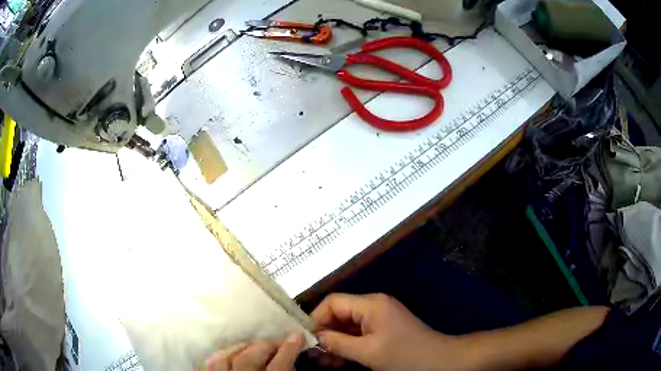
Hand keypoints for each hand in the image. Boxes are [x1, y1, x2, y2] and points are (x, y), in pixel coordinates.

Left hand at [203, 332, 303, 370]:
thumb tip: (295, 361)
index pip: (279, 365)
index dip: (289, 348)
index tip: (298, 335)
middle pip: (250, 357)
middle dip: (265, 345)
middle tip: (275, 342)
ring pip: (225, 357)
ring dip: (240, 348)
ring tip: (251, 345)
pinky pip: (207, 363)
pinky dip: (218, 356)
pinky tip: (225, 353)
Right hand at [311, 294, 466, 370]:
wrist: (439, 361)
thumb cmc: (404, 355)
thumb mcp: (367, 351)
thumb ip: (337, 343)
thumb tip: (313, 337)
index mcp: (371, 304)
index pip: (333, 302)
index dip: (316, 318)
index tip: (305, 338)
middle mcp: (373, 305)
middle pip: (339, 313)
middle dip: (324, 333)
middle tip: (311, 353)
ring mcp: (379, 318)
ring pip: (347, 326)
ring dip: (333, 342)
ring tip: (321, 360)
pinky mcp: (383, 329)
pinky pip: (358, 334)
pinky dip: (346, 345)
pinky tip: (336, 360)